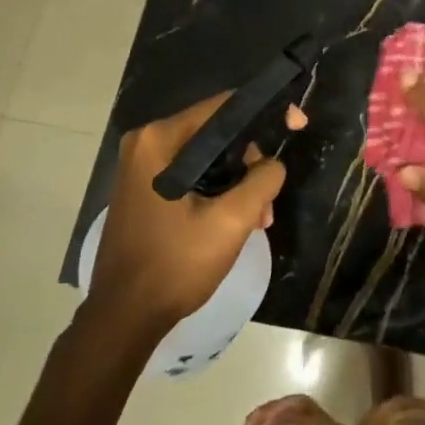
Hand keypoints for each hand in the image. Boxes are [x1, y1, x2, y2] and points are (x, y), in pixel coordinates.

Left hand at [87, 94, 303, 331]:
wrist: (125, 318)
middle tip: (269, 200)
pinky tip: (237, 222)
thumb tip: (273, 164)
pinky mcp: (145, 190)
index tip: (298, 125)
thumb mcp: (232, 220)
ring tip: (258, 220)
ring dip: (240, 183)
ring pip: (210, 157)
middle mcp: (147, 144)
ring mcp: (143, 168)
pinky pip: (194, 175)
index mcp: (160, 140)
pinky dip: (220, 192)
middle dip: (252, 162)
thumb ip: (263, 179)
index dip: (266, 113)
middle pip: (218, 133)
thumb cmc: (176, 264)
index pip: (224, 106)